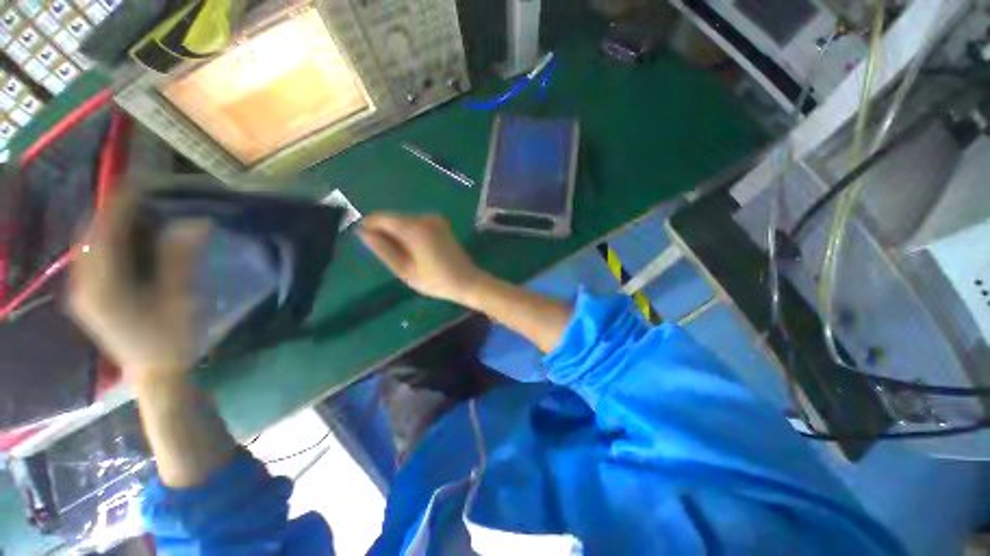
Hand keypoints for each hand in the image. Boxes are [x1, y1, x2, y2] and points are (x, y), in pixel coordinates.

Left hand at [70, 195, 208, 386]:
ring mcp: (83, 292)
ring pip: (88, 245)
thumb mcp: (182, 299)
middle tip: (141, 193)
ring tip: (135, 208)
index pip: (105, 233)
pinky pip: (91, 257)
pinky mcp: (89, 297)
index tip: (141, 182)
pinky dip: (106, 240)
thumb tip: (195, 223)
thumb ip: (181, 260)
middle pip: (91, 235)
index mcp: (104, 287)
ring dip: (108, 223)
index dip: (122, 204)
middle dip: (112, 210)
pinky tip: (125, 236)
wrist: (155, 373)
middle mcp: (84, 286)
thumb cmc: (172, 340)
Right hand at [361, 213, 483, 304]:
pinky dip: (410, 234)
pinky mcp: (440, 222)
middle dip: (386, 234)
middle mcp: (425, 217)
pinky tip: (419, 251)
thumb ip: (383, 250)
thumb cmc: (436, 281)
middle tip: (394, 258)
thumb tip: (363, 232)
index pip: (380, 218)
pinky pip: (415, 224)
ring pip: (403, 221)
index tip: (371, 247)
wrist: (467, 281)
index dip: (370, 229)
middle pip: (392, 218)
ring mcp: (434, 218)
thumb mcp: (405, 270)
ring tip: (409, 257)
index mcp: (415, 229)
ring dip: (399, 235)